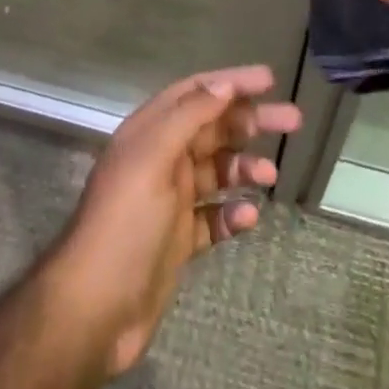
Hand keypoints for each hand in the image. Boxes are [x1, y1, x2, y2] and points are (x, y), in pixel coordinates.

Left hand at [47, 65, 301, 373]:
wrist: (95, 309)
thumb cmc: (125, 222)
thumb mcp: (153, 158)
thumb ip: (188, 117)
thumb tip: (223, 84)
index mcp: (150, 132)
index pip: (195, 93)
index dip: (231, 82)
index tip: (269, 79)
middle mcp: (161, 159)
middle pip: (212, 129)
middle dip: (250, 122)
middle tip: (293, 120)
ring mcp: (169, 201)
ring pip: (216, 172)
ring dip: (244, 168)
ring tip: (270, 176)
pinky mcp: (178, 241)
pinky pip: (213, 218)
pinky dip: (232, 214)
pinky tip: (248, 219)